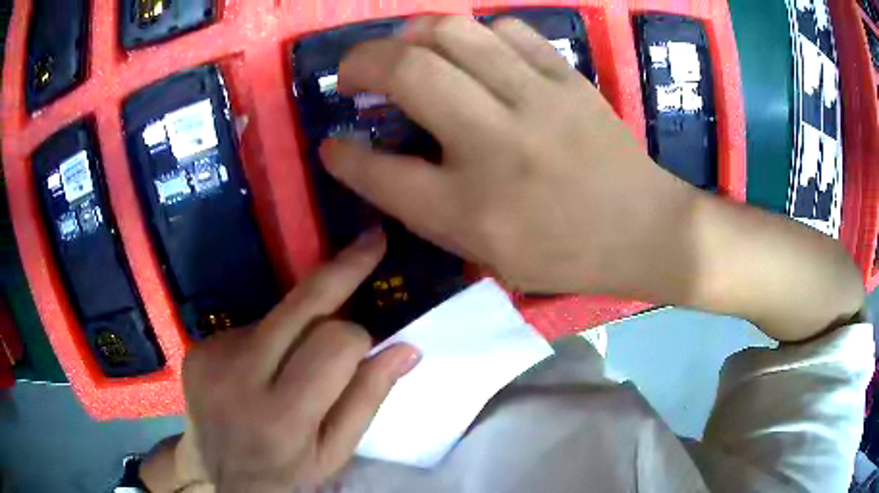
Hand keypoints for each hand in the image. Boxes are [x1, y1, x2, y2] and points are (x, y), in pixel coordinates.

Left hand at [172, 230, 420, 492]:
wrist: (221, 475)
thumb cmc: (287, 472)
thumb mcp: (336, 452)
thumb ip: (368, 399)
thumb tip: (407, 348)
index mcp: (283, 416)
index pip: (336, 343)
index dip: (359, 338)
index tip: (369, 341)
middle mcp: (240, 377)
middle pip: (302, 304)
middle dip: (343, 270)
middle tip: (371, 240)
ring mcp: (213, 356)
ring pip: (278, 314)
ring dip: (300, 326)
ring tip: (294, 363)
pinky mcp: (199, 346)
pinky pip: (251, 325)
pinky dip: (269, 338)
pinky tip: (262, 367)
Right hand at [320, 15, 862, 340]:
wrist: (646, 230)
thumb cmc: (567, 254)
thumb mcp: (487, 252)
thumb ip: (426, 207)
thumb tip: (375, 160)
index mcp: (472, 209)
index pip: (380, 171)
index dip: (342, 156)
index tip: (330, 144)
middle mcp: (496, 144)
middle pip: (408, 72)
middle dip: (360, 62)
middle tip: (351, 73)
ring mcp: (537, 100)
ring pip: (453, 32)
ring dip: (410, 35)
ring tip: (402, 51)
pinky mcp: (567, 78)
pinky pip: (508, 30)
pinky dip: (475, 33)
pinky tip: (470, 52)